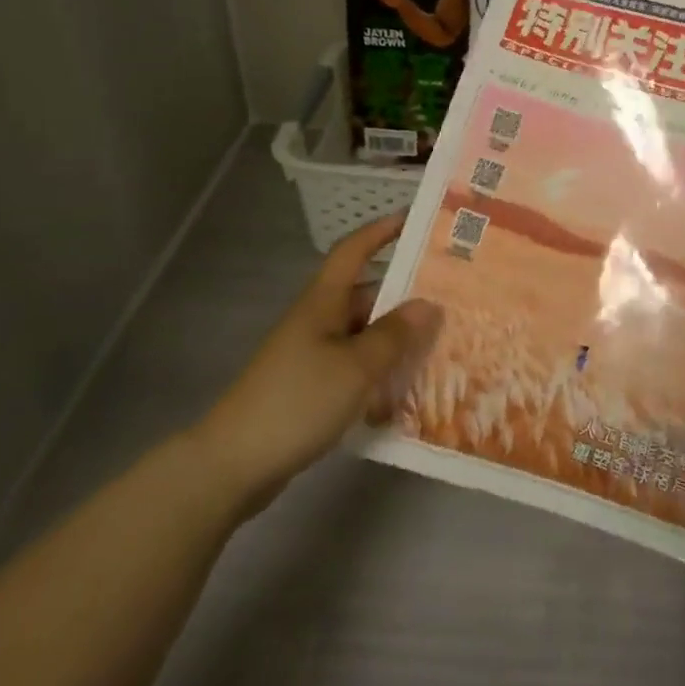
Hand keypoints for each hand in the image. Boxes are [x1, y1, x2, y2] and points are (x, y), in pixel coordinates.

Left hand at [192, 214, 440, 511]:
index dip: (381, 231)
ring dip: (397, 340)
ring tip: (441, 345)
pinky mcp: (311, 388)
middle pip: (367, 296)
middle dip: (406, 296)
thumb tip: (428, 304)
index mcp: (323, 302)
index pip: (353, 251)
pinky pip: (356, 367)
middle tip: (451, 300)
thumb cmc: (297, 400)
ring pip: (365, 335)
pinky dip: (380, 371)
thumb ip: (393, 335)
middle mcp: (318, 321)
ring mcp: (313, 355)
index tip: (415, 220)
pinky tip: (408, 389)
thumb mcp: (355, 366)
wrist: (232, 465)